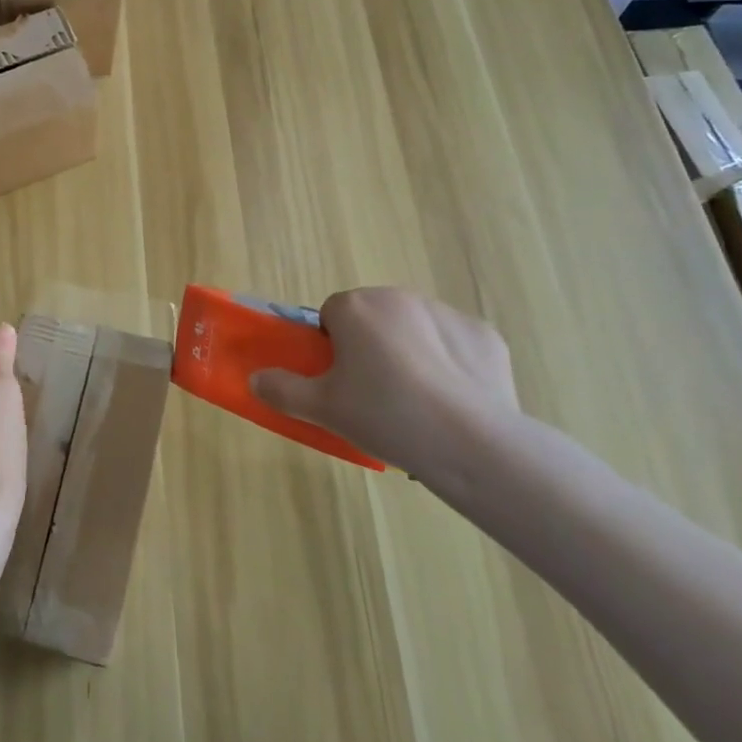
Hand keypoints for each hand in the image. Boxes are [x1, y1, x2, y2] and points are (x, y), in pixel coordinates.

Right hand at [250, 287, 519, 485]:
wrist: (470, 443)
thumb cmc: (384, 416)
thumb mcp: (321, 409)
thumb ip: (282, 390)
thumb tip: (255, 379)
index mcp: (356, 307)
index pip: (331, 315)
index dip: (331, 348)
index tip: (340, 381)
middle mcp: (399, 297)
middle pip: (374, 317)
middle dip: (371, 346)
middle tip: (373, 395)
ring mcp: (447, 313)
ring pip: (415, 329)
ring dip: (410, 352)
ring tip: (416, 404)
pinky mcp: (485, 336)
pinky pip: (456, 346)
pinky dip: (452, 366)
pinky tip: (452, 402)